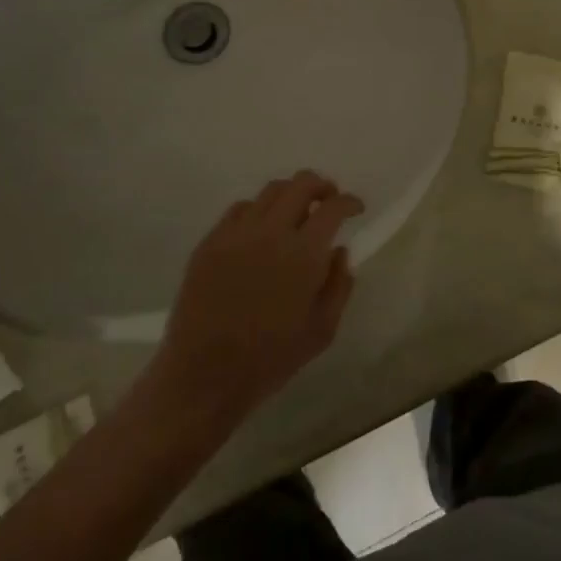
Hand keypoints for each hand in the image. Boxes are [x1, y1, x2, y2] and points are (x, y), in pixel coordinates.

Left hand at [155, 172, 364, 413]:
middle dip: (322, 187)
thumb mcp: (323, 330)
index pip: (333, 207)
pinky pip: (240, 209)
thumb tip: (340, 252)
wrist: (204, 375)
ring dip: (291, 195)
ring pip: (270, 191)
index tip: (356, 208)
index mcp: (303, 254)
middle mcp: (270, 232)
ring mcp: (236, 234)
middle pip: (301, 184)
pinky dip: (259, 210)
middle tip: (329, 200)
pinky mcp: (210, 242)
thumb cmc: (271, 358)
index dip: (349, 202)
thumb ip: (339, 285)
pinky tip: (261, 230)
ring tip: (296, 213)